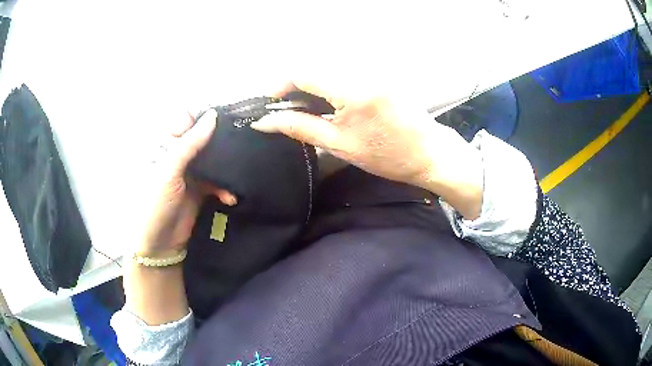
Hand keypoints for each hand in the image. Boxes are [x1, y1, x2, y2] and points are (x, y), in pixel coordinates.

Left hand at [135, 109, 235, 255]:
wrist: (159, 245)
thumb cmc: (155, 204)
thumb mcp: (169, 171)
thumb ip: (190, 143)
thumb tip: (213, 115)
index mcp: (166, 145)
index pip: (187, 119)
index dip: (204, 116)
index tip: (226, 117)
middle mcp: (179, 155)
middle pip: (204, 138)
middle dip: (221, 140)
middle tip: (241, 142)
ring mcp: (191, 173)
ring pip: (214, 159)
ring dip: (226, 167)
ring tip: (237, 174)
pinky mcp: (202, 190)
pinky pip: (218, 181)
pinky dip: (225, 188)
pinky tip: (230, 197)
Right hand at [251, 80, 483, 218]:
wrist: (429, 152)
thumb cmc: (387, 155)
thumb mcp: (339, 145)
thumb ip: (300, 128)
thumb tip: (265, 122)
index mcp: (351, 89)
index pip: (302, 71)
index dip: (280, 85)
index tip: (272, 104)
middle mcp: (361, 71)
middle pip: (313, 67)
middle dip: (295, 87)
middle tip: (289, 112)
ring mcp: (373, 69)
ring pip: (327, 69)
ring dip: (311, 86)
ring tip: (309, 111)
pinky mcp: (379, 73)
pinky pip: (344, 72)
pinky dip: (329, 85)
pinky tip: (331, 105)